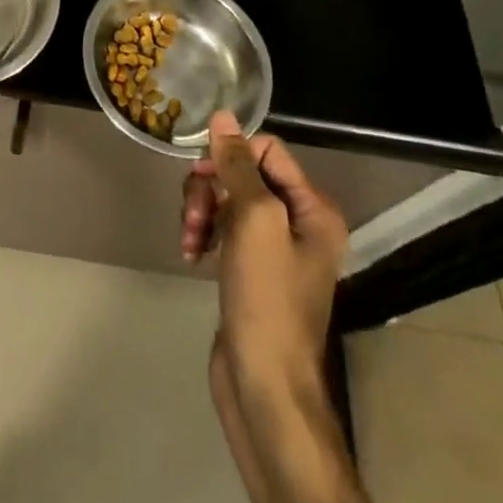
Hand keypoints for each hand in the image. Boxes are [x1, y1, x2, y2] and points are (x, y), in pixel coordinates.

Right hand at [180, 111, 348, 387]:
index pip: (267, 149)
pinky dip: (204, 235)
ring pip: (227, 200)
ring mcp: (274, 248)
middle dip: (210, 188)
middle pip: (243, 174)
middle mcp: (299, 222)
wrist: (265, 387)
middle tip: (192, 216)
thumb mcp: (254, 221)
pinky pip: (223, 230)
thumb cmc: (266, 299)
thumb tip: (224, 116)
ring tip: (189, 241)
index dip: (232, 155)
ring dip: (201, 212)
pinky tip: (191, 254)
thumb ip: (237, 166)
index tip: (202, 174)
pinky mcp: (250, 270)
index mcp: (313, 208)